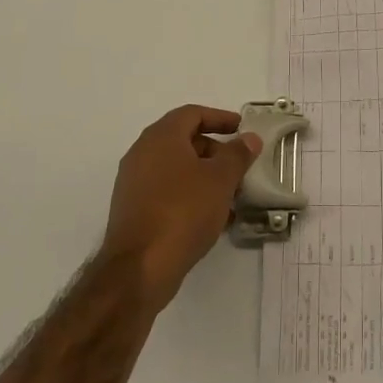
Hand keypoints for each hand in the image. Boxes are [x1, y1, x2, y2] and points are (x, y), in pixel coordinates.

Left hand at [101, 105, 262, 313]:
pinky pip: (167, 192)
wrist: (140, 268)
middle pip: (183, 140)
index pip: (193, 114)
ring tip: (231, 195)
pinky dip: (190, 195)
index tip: (242, 129)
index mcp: (161, 137)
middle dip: (215, 150)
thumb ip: (237, 155)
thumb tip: (249, 138)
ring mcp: (134, 183)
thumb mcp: (220, 180)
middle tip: (239, 166)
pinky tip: (213, 218)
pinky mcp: (133, 210)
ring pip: (176, 169)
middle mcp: (142, 154)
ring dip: (205, 176)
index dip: (220, 118)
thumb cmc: (183, 212)